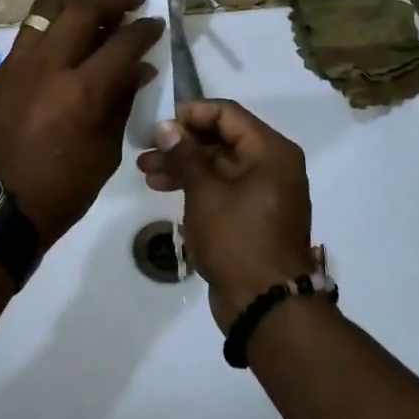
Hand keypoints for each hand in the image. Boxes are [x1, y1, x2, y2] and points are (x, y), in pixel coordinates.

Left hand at [0, 0, 164, 246]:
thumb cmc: (61, 189)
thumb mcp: (105, 152)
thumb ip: (121, 103)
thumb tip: (138, 69)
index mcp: (82, 91)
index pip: (122, 42)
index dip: (144, 29)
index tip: (155, 22)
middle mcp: (48, 66)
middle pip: (81, 7)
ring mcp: (18, 65)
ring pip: (46, 8)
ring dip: (75, 1)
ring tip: (92, 8)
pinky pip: (28, 34)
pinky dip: (51, 27)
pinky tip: (63, 41)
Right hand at [136, 100, 317, 329]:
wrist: (266, 305)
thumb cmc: (237, 239)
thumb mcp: (205, 192)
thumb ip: (185, 154)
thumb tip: (167, 126)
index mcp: (270, 151)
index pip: (227, 113)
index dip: (191, 114)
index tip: (160, 124)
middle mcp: (272, 165)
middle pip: (222, 138)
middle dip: (182, 143)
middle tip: (146, 150)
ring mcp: (264, 191)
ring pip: (218, 164)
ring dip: (183, 165)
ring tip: (146, 171)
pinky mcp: (253, 214)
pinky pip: (223, 187)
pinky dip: (196, 185)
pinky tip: (165, 188)